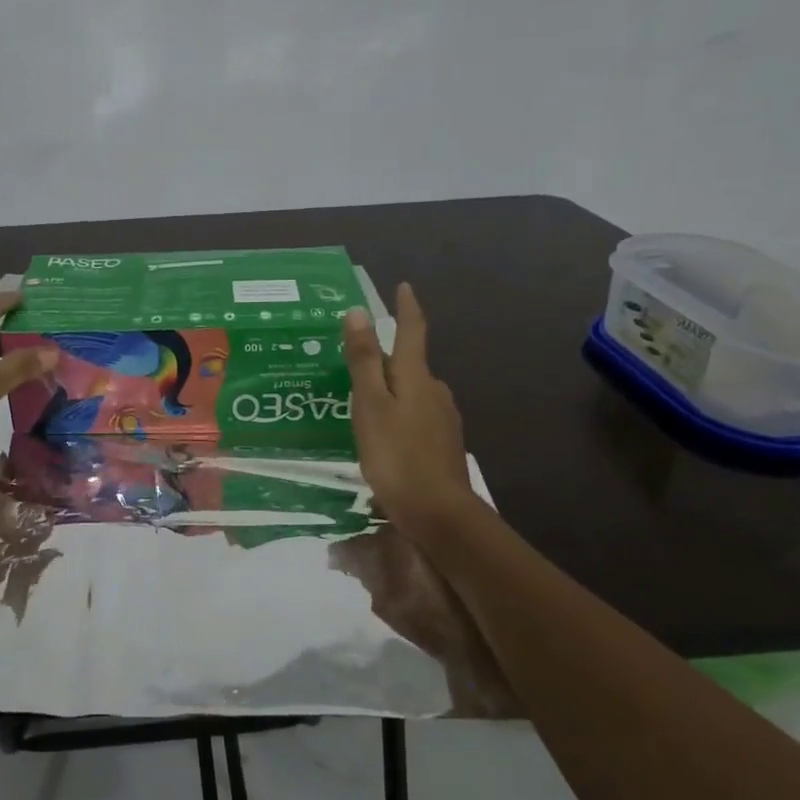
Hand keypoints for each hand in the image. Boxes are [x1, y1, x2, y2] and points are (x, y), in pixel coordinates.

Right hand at [342, 284, 480, 538]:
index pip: (412, 332)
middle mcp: (435, 391)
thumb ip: (365, 361)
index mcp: (416, 377)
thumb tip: (359, 312)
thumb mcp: (371, 406)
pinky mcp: (442, 444)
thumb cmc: (397, 456)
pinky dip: (398, 413)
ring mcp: (443, 419)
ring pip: (412, 392)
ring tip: (362, 399)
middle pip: (410, 364)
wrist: (438, 513)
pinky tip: (383, 432)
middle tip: (356, 358)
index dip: (407, 308)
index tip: (403, 287)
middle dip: (387, 357)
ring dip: (391, 388)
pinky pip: (416, 416)